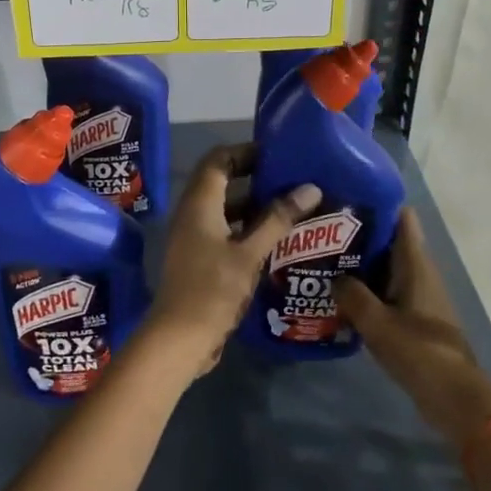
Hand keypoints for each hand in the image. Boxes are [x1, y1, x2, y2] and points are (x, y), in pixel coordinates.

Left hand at [139, 144, 320, 381]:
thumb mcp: (250, 253)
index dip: (246, 151)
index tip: (278, 154)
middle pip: (222, 182)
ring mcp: (194, 237)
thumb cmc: (213, 289)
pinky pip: (225, 232)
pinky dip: (248, 229)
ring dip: (254, 206)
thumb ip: (278, 219)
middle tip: (292, 180)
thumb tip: (310, 188)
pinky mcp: (200, 259)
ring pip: (226, 209)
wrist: (180, 338)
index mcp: (199, 202)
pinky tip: (277, 240)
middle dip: (256, 178)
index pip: (219, 159)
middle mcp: (193, 213)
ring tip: (292, 207)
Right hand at [334, 210, 490, 447]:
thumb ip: (351, 295)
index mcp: (415, 263)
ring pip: (386, 269)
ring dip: (360, 266)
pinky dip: (368, 290)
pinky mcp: (416, 317)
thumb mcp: (376, 322)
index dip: (376, 203)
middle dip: (358, 236)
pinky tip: (340, 298)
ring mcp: (419, 295)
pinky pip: (388, 293)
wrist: (455, 398)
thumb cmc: (419, 351)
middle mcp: (419, 272)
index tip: (345, 199)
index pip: (401, 217)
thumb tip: (333, 276)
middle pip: (389, 242)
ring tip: (323, 262)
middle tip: (322, 232)